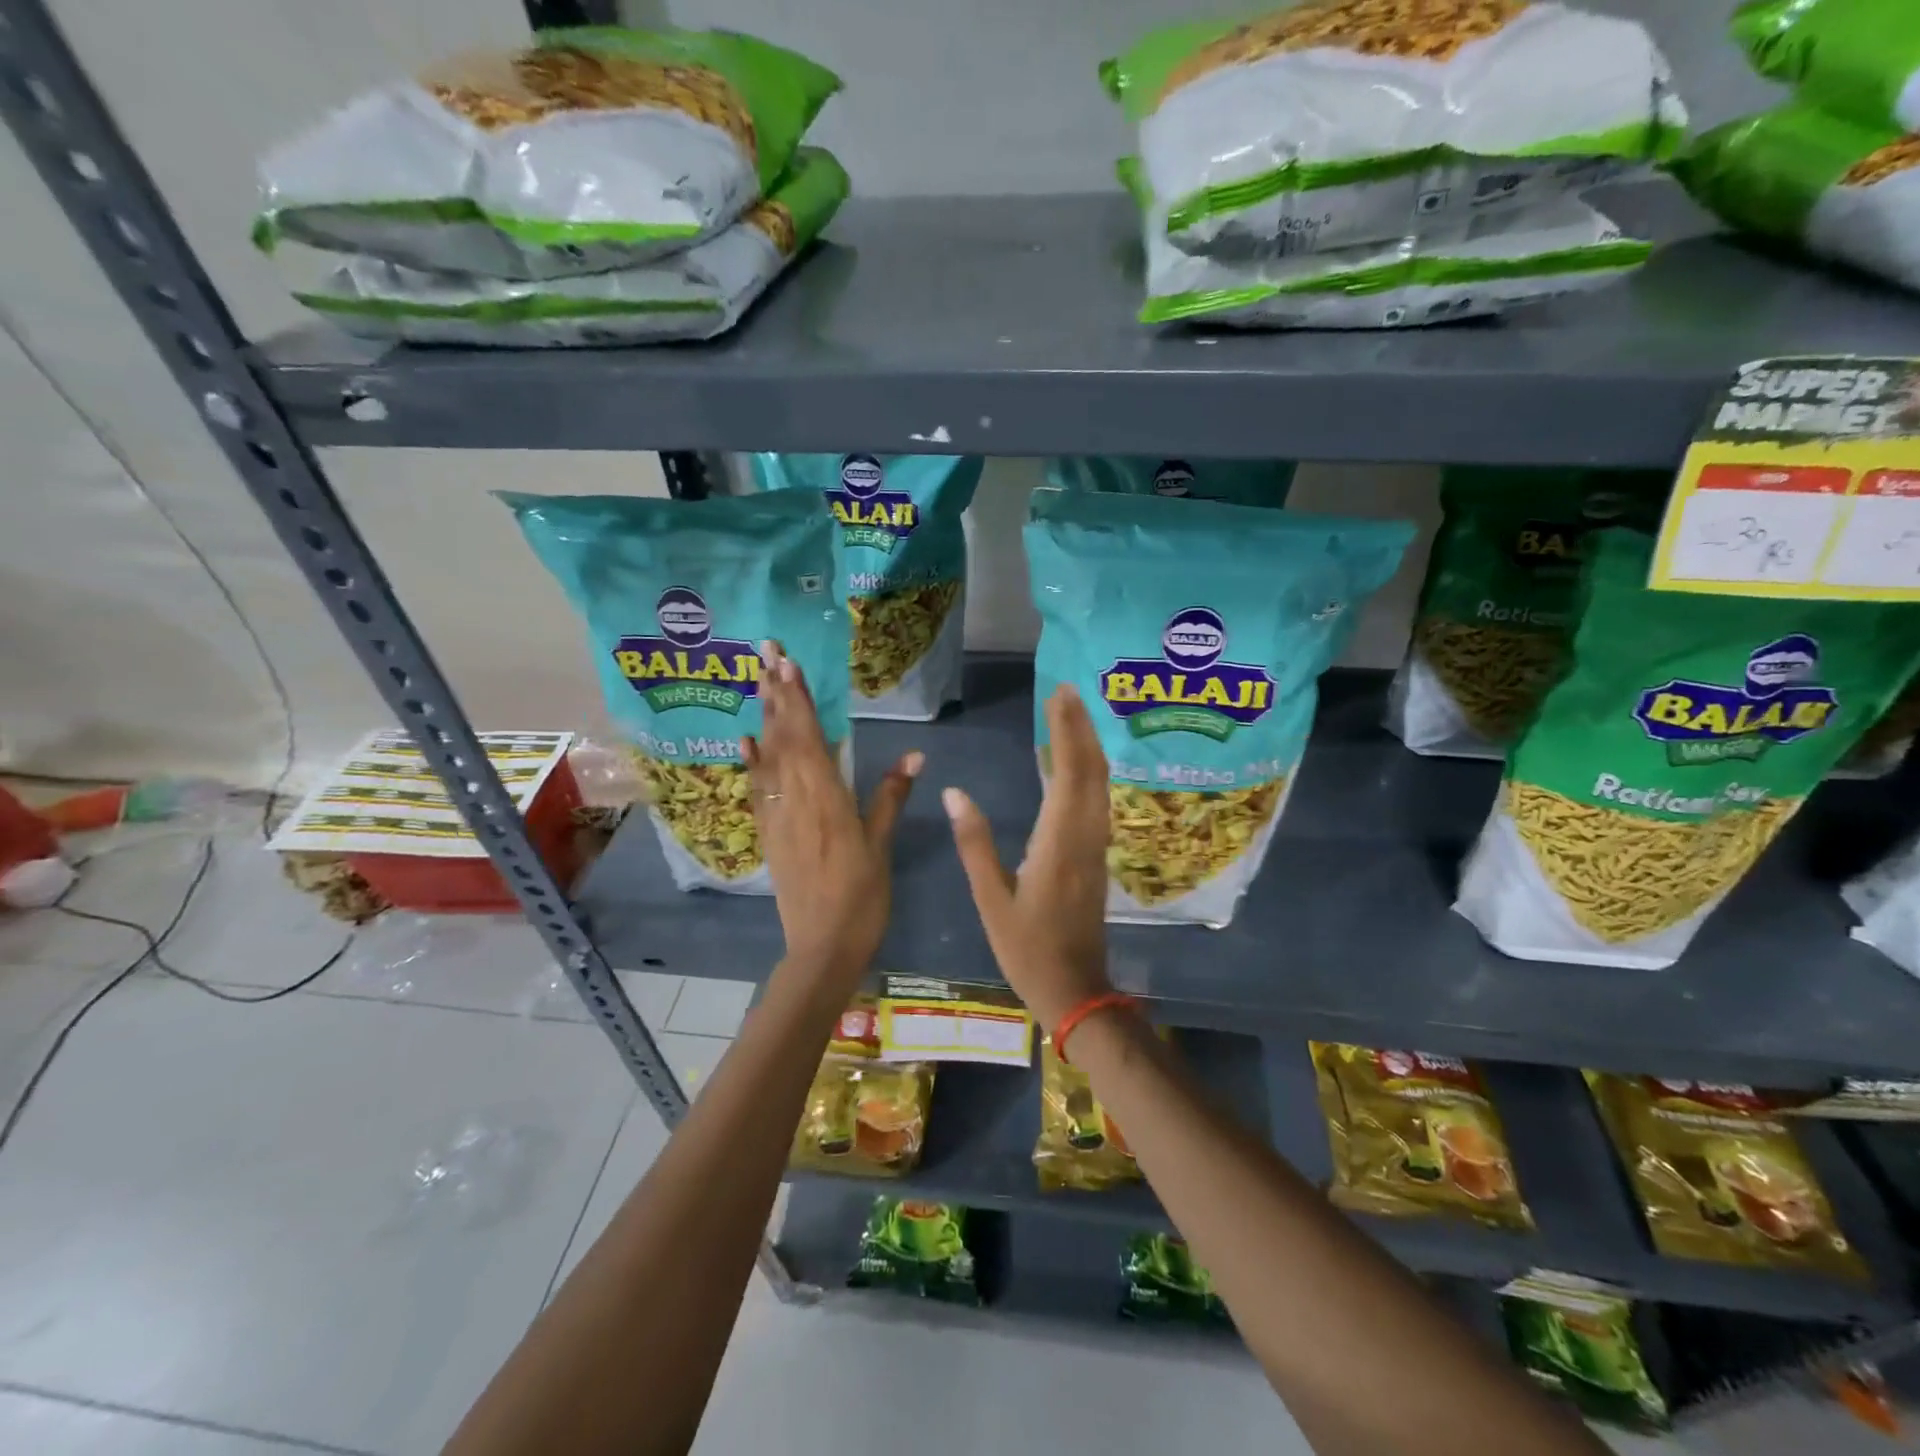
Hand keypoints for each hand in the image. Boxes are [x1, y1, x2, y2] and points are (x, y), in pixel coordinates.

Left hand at [741, 642, 919, 992]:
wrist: (822, 946)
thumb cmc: (862, 896)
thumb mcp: (881, 845)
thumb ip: (891, 796)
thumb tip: (915, 754)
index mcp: (827, 798)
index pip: (809, 737)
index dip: (798, 699)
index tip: (788, 663)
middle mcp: (796, 798)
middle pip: (783, 737)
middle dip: (775, 693)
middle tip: (764, 652)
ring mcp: (776, 816)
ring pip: (767, 757)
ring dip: (763, 717)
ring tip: (757, 681)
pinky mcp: (768, 834)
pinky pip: (756, 790)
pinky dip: (751, 763)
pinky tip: (746, 742)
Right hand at [942, 684, 1111, 1031]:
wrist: (1076, 990)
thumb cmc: (1027, 950)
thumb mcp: (991, 900)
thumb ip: (975, 844)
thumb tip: (954, 792)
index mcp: (1058, 843)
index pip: (1068, 773)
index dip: (1066, 730)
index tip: (1059, 695)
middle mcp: (1085, 836)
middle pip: (1092, 770)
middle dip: (1082, 727)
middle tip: (1067, 691)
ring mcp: (1097, 846)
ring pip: (1100, 784)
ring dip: (1088, 746)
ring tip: (1072, 715)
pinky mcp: (1097, 856)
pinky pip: (1098, 801)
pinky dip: (1089, 771)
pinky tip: (1075, 764)